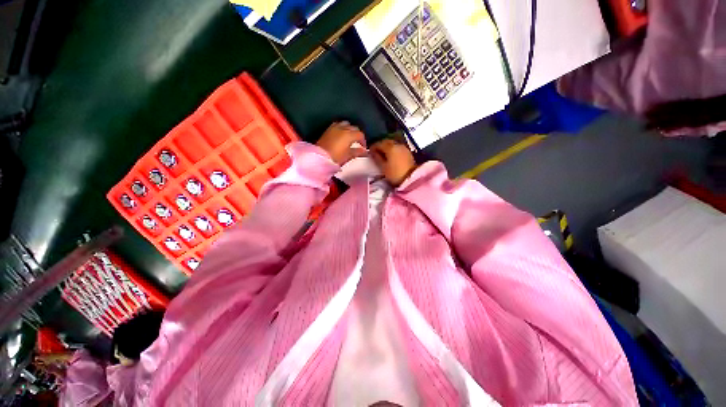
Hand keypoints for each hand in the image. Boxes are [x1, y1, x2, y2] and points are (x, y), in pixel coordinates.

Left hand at [316, 121, 367, 164]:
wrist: (320, 157)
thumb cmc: (336, 157)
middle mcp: (343, 128)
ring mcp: (335, 127)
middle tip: (358, 142)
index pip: (360, 134)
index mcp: (349, 134)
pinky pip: (338, 124)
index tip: (363, 147)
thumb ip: (358, 152)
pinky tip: (341, 134)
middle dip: (357, 134)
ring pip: (346, 124)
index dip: (363, 141)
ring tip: (350, 136)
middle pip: (354, 128)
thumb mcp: (348, 156)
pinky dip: (342, 127)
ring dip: (350, 129)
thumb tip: (365, 151)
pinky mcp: (328, 129)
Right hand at [370, 138, 416, 186]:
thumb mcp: (383, 167)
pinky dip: (393, 150)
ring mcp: (404, 148)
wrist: (411, 178)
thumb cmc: (395, 173)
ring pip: (393, 144)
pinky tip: (391, 156)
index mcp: (390, 147)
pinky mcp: (408, 152)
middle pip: (387, 142)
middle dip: (380, 146)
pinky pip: (398, 148)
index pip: (379, 143)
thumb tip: (372, 152)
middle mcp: (397, 145)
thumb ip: (377, 158)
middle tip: (376, 152)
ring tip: (383, 154)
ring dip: (387, 147)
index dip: (373, 147)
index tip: (369, 152)